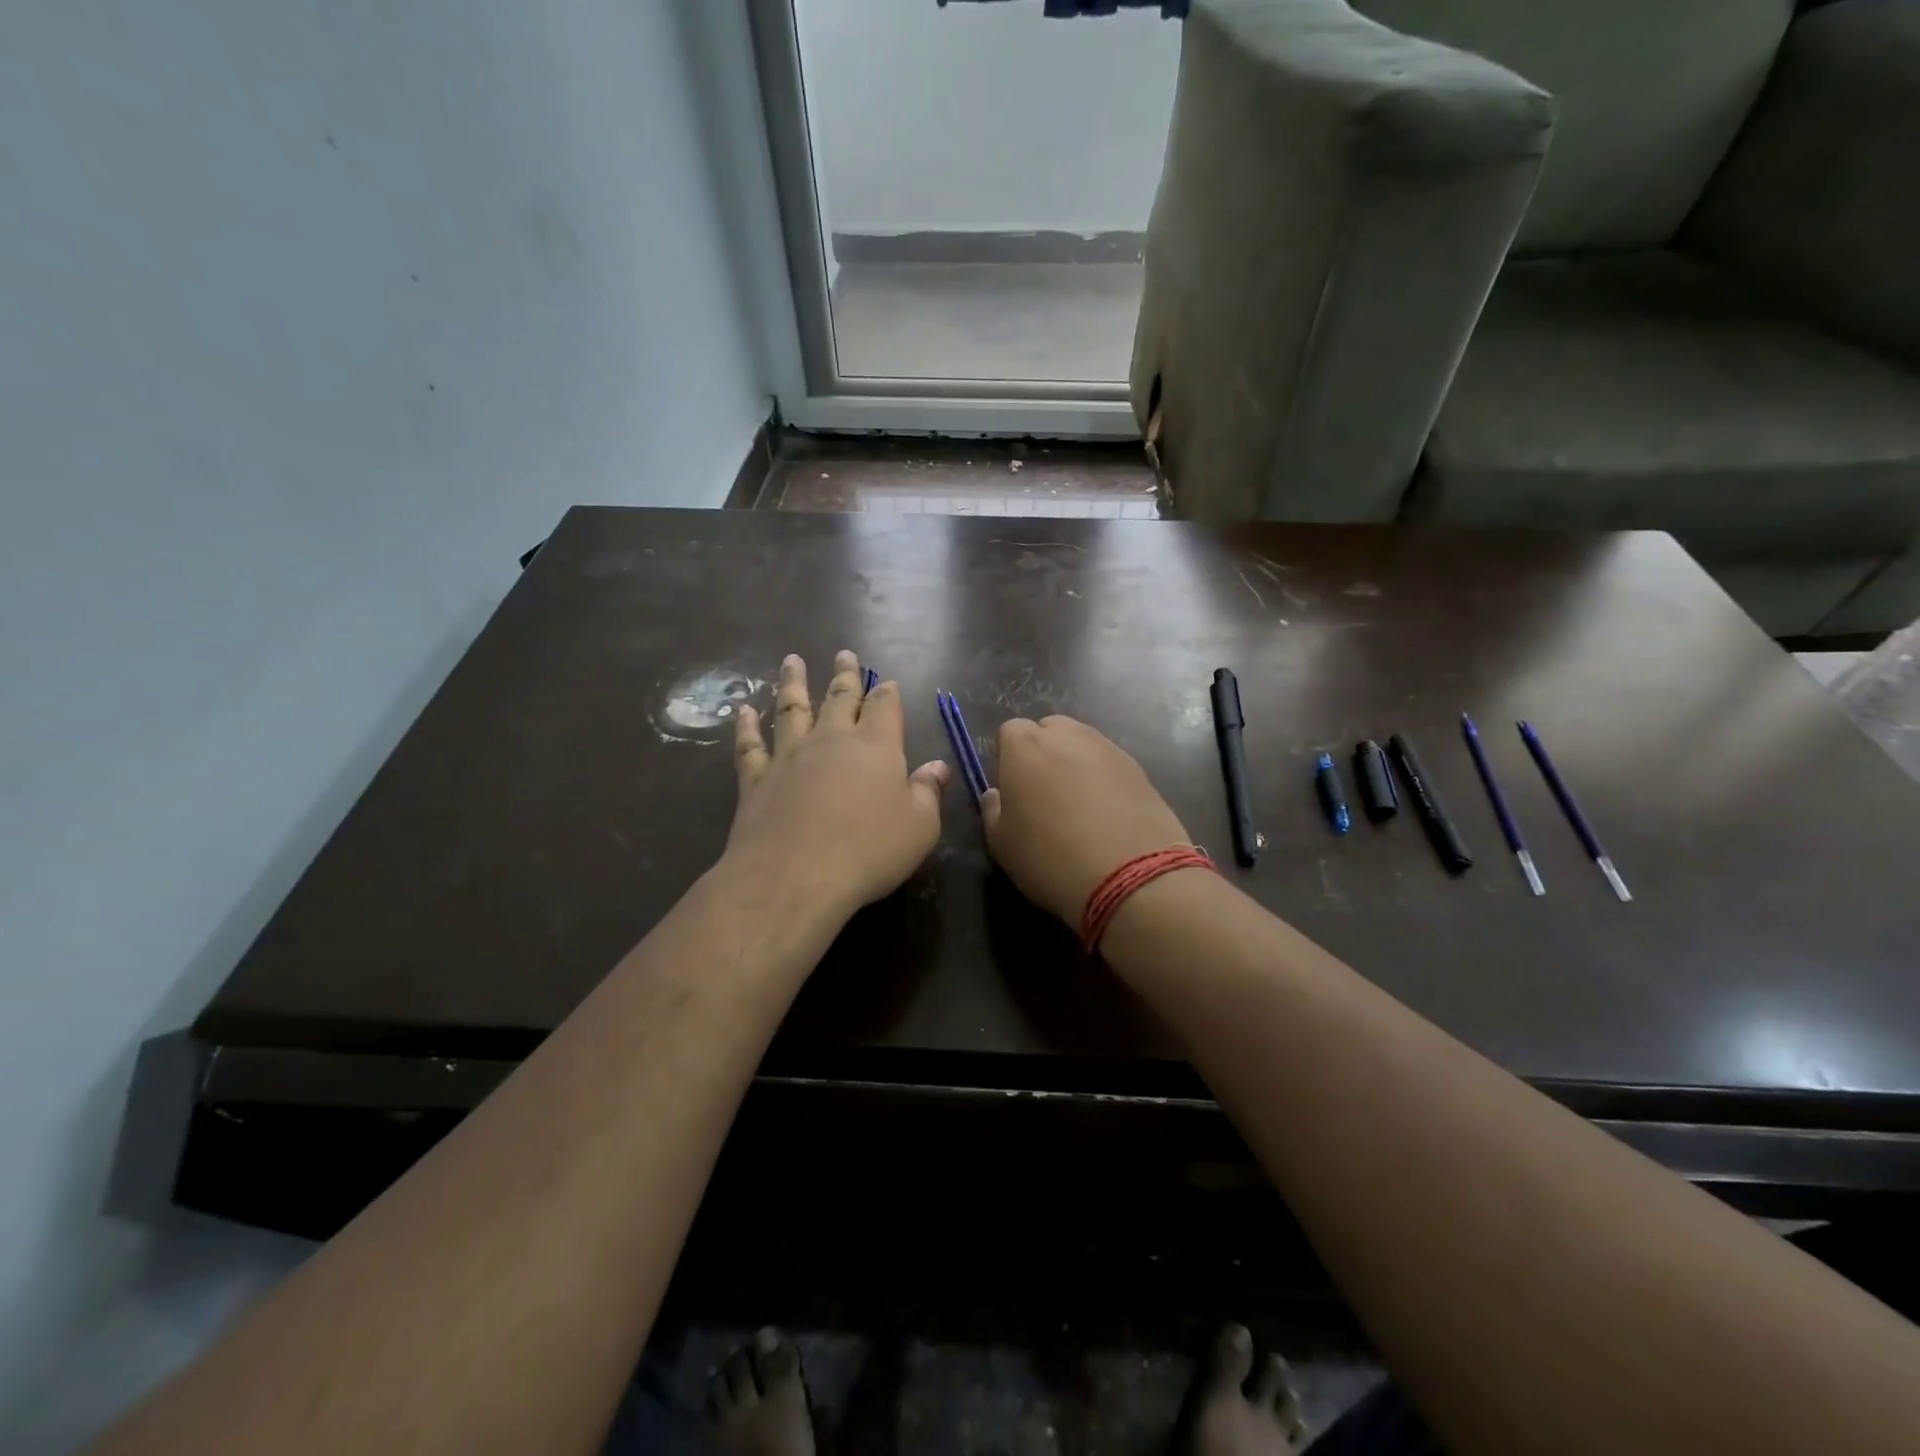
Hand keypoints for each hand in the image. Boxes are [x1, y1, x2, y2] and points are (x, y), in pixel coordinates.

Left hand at [726, 651, 948, 916]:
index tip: (886, 681)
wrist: (795, 875)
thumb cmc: (869, 850)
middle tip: (844, 654)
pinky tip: (745, 711)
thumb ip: (928, 793)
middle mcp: (831, 740)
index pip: (884, 706)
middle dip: (845, 675)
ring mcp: (789, 756)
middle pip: (839, 698)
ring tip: (792, 661)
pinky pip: (751, 745)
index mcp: (875, 746)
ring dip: (792, 683)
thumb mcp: (919, 827)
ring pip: (791, 709)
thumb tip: (938, 766)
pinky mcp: (756, 780)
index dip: (887, 692)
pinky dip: (747, 726)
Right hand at [982, 716, 1190, 927]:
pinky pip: (1109, 763)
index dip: (1009, 757)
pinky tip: (1107, 813)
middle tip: (1044, 793)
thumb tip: (997, 794)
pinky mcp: (1139, 767)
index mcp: (1025, 747)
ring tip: (1078, 804)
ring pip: (1082, 743)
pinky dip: (1104, 778)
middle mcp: (1067, 736)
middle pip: (1049, 730)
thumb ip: (993, 811)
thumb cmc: (1052, 859)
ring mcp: (1107, 748)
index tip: (1013, 788)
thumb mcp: (1002, 845)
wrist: (1132, 876)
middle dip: (1043, 752)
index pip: (1010, 731)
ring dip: (1075, 763)